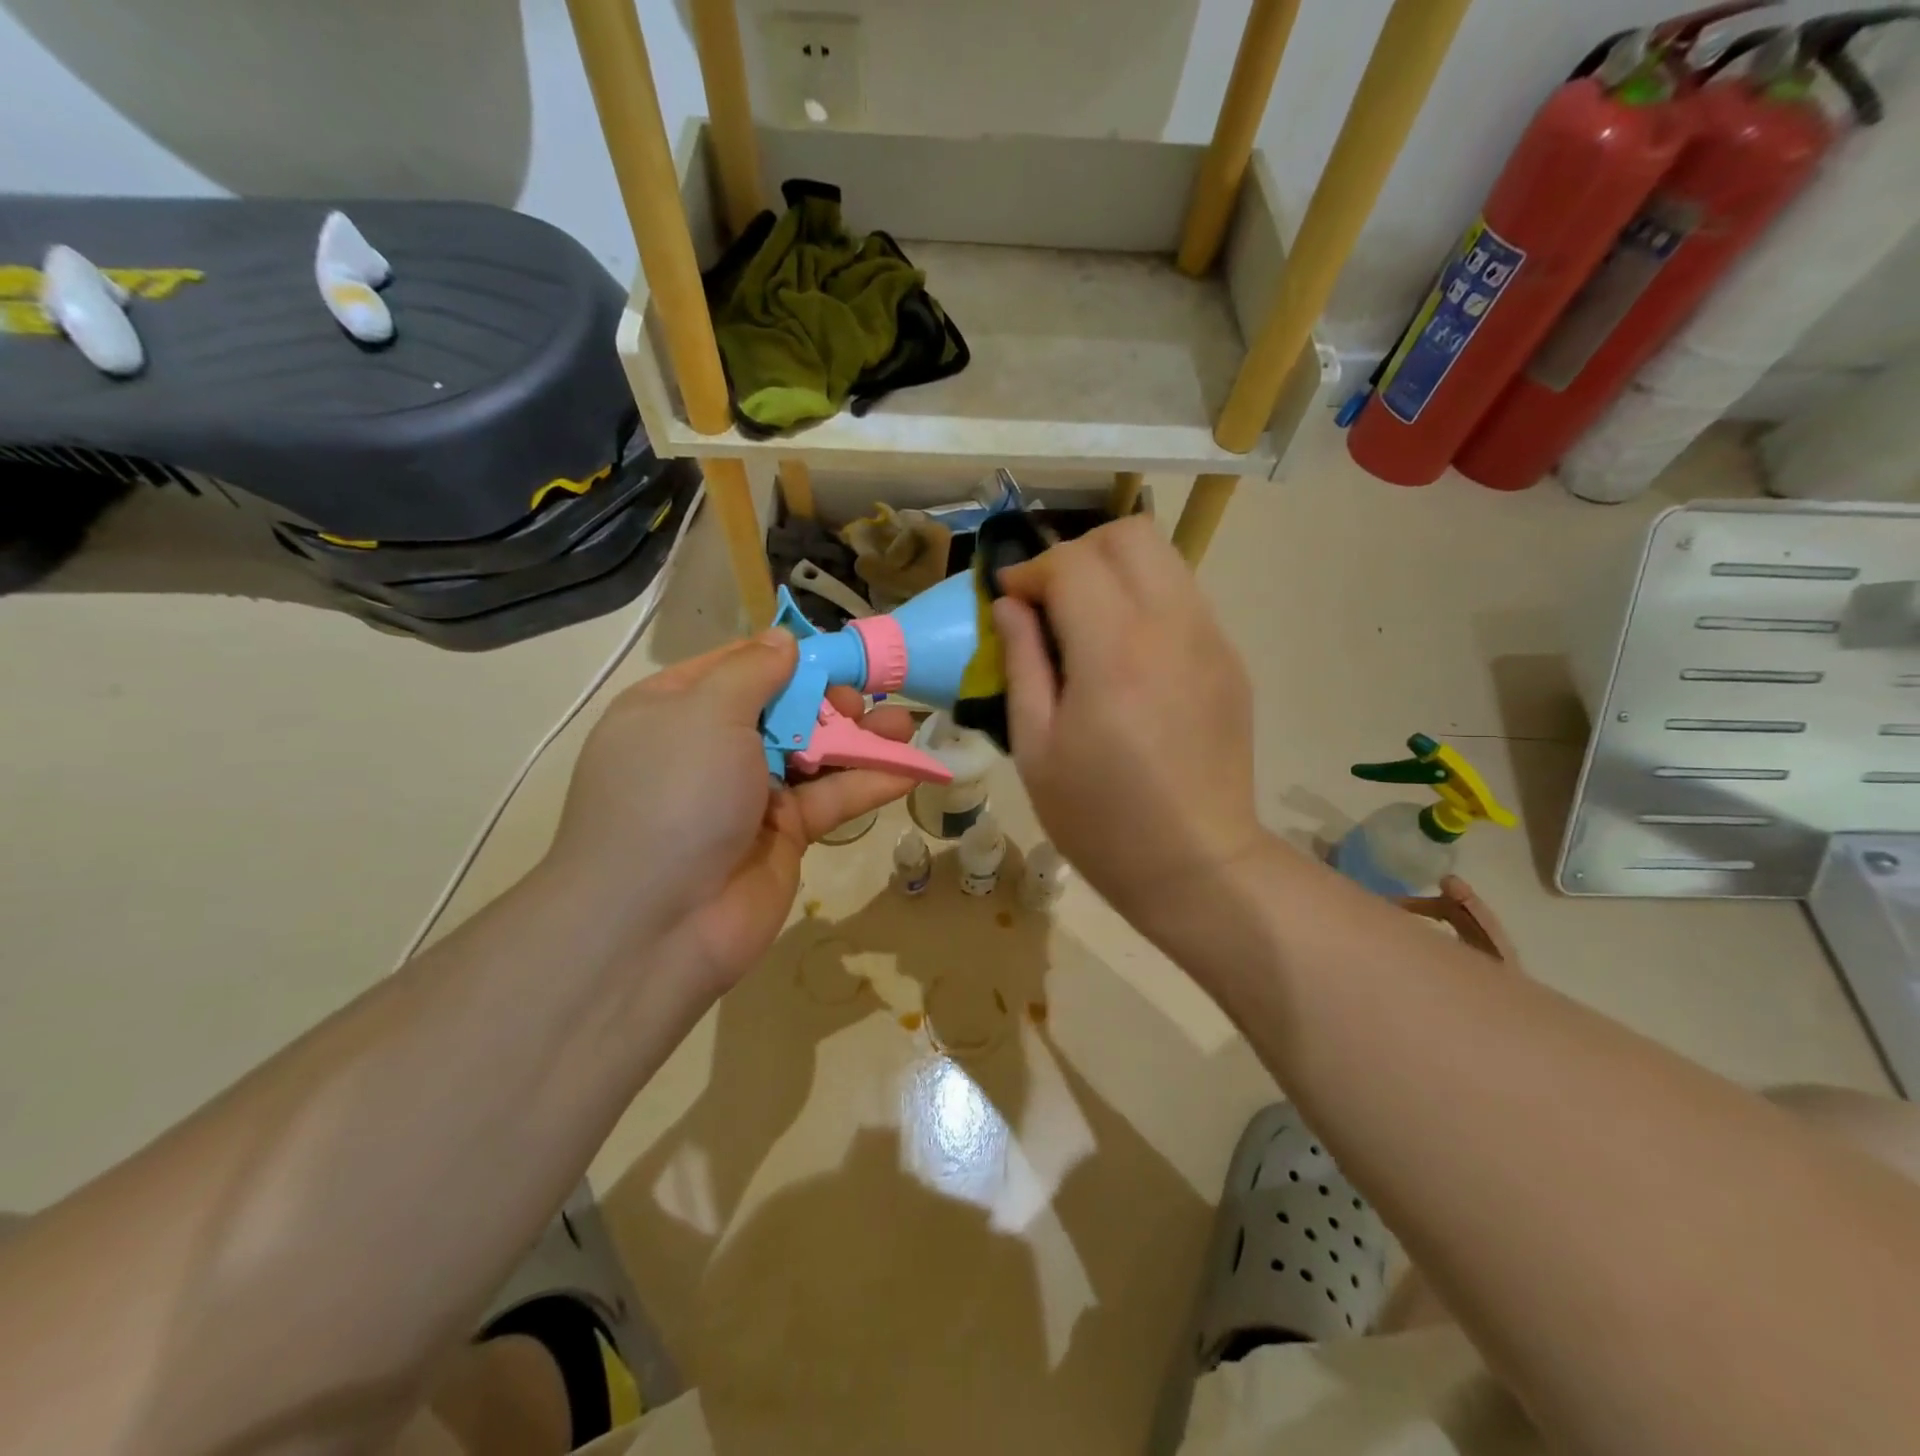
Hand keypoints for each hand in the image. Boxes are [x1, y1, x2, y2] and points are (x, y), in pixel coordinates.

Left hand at [546, 632, 914, 994]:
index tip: (836, 653)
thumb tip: (783, 640)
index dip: (788, 657)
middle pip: (784, 709)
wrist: (658, 923)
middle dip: (830, 700)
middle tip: (864, 702)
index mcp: (677, 709)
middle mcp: (712, 748)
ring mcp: (750, 794)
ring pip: (815, 754)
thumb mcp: (705, 713)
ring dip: (860, 739)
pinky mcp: (785, 835)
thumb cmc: (674, 794)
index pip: (739, 667)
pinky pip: (831, 799)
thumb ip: (753, 672)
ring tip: (903, 726)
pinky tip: (910, 770)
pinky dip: (868, 783)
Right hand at [992, 517, 1265, 934]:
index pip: (1072, 563)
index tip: (1009, 600)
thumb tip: (1009, 606)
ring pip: (1164, 559)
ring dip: (1115, 573)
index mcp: (1114, 653)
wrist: (1195, 863)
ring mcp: (1212, 640)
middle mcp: (1172, 627)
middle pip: (1129, 536)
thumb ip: (1021, 663)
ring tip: (1086, 624)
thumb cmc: (1099, 818)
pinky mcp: (1230, 660)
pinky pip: (1185, 599)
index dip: (1031, 571)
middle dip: (1077, 553)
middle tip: (1049, 602)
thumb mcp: (1036, 748)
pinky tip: (1127, 654)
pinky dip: (1146, 601)